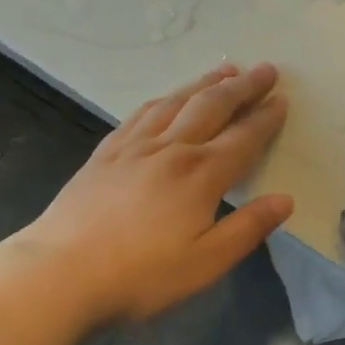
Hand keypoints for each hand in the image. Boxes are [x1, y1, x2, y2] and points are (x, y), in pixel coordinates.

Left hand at [8, 63, 292, 321]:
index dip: (265, 118)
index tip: (282, 100)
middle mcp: (171, 149)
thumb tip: (286, 199)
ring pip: (177, 101)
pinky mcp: (107, 152)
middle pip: (212, 106)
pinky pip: (142, 112)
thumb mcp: (206, 263)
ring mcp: (135, 146)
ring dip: (206, 82)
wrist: (58, 274)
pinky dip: (166, 98)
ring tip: (226, 69)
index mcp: (200, 175)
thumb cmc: (140, 275)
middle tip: (265, 69)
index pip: (243, 138)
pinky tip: (170, 96)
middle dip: (242, 86)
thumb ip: (248, 228)